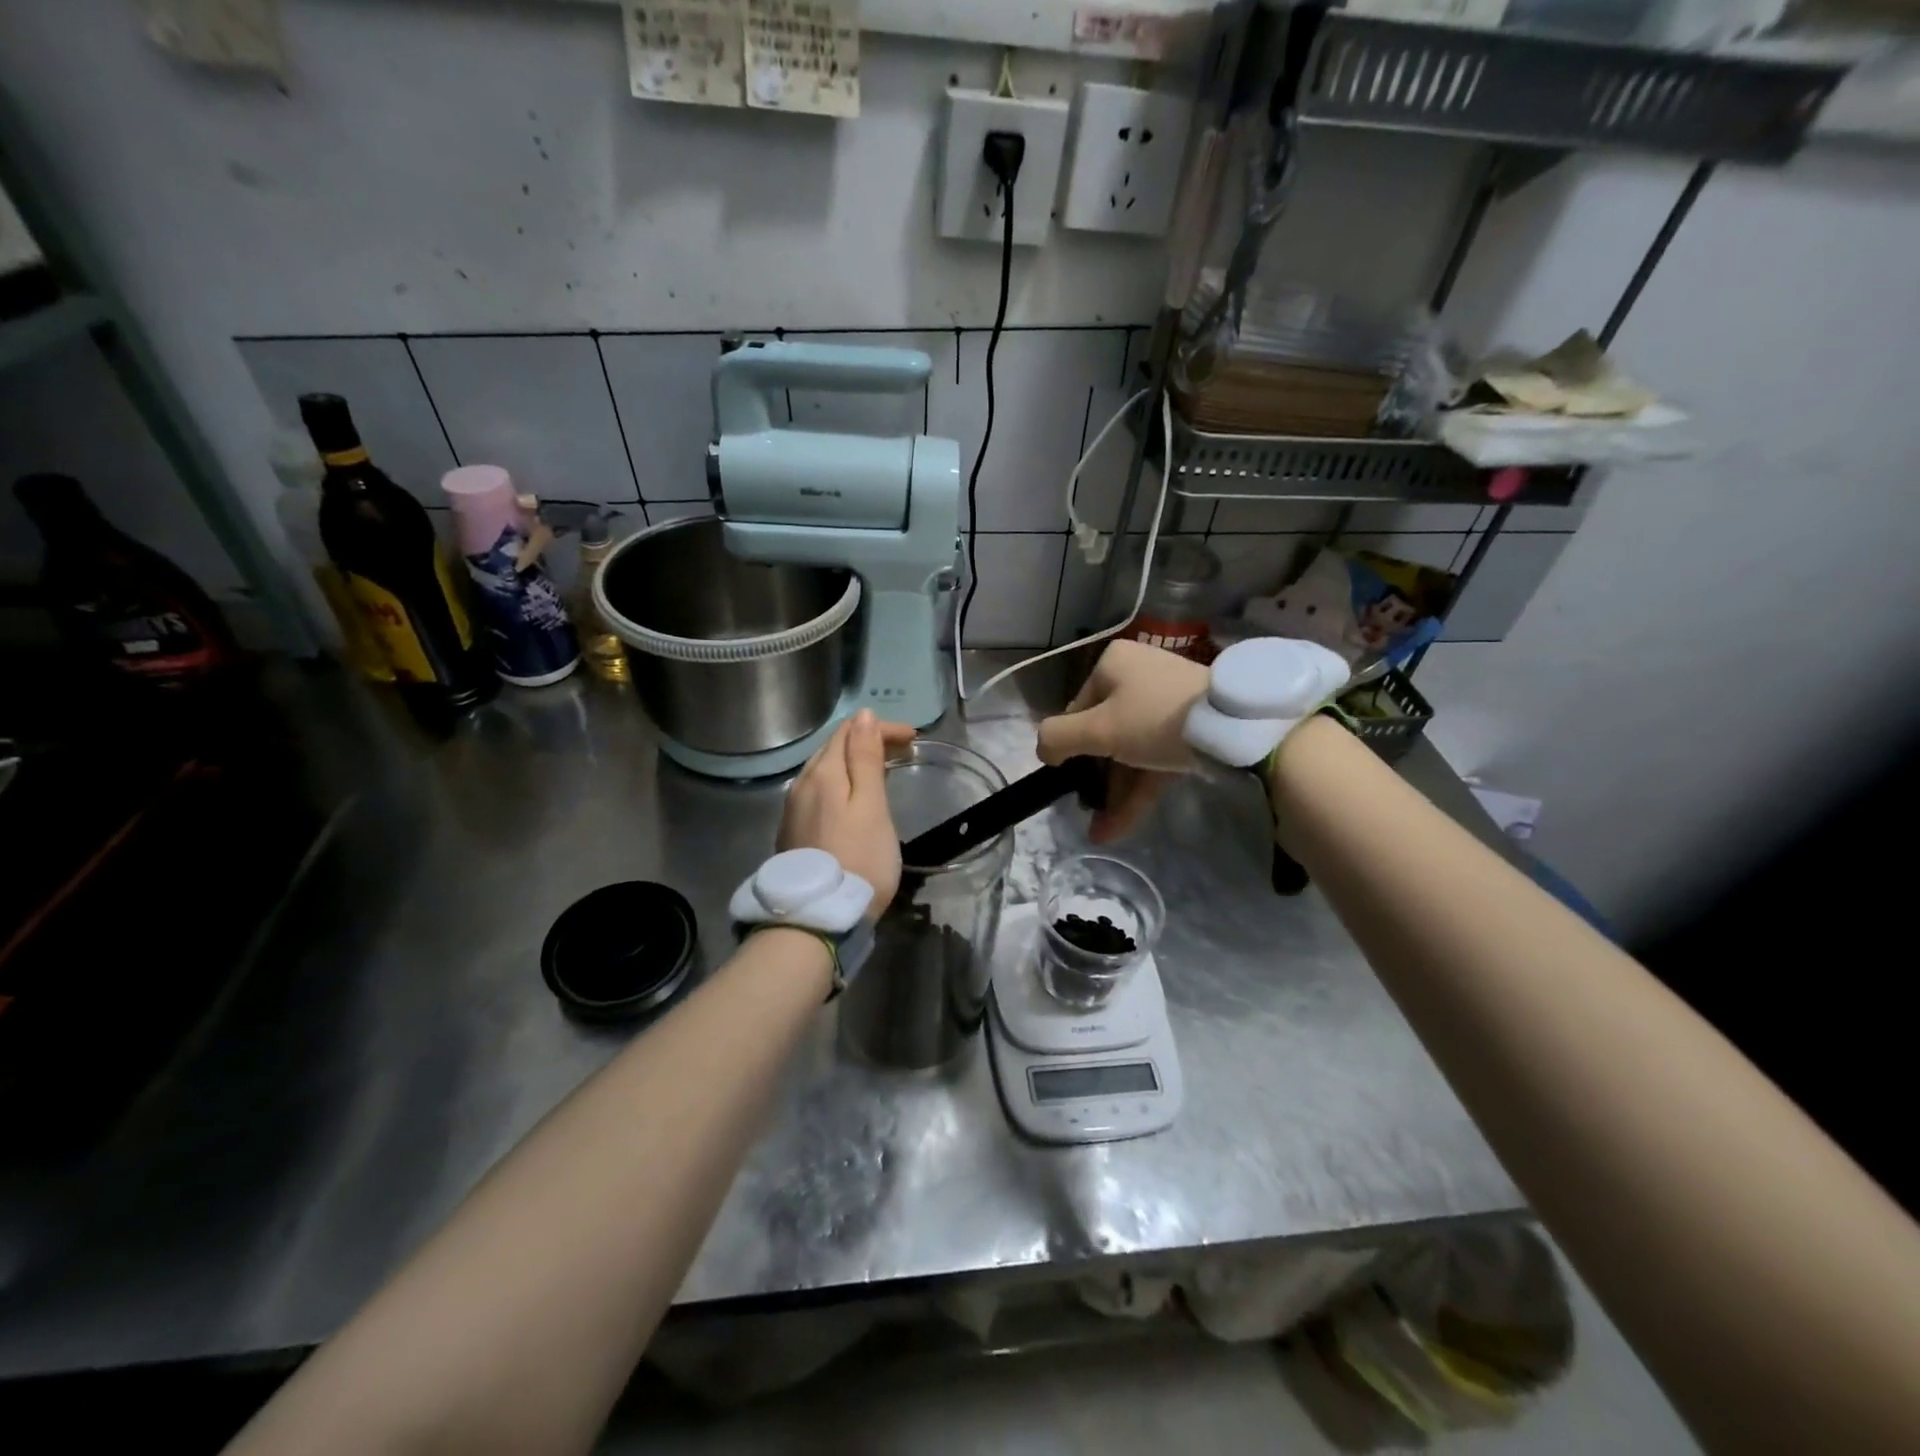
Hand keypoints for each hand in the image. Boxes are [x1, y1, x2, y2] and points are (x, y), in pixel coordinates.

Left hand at [778, 709, 916, 917]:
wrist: (819, 917)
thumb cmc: (858, 858)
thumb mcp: (870, 806)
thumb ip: (865, 759)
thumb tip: (863, 715)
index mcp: (822, 773)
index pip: (850, 731)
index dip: (882, 728)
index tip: (914, 739)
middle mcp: (801, 784)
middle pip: (834, 748)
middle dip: (868, 741)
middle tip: (903, 752)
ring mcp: (793, 808)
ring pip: (824, 769)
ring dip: (854, 762)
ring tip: (882, 772)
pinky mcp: (793, 831)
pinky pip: (819, 791)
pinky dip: (841, 783)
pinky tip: (853, 798)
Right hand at [1036, 640, 1209, 842]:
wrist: (1231, 729)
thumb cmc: (1153, 718)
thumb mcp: (1096, 729)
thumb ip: (1057, 738)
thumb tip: (1042, 750)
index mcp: (1114, 665)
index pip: (1078, 708)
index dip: (1070, 745)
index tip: (1068, 777)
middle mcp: (1139, 677)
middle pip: (1105, 733)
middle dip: (1093, 778)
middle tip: (1085, 808)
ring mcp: (1167, 704)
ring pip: (1131, 752)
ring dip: (1114, 792)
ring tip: (1100, 832)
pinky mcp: (1190, 731)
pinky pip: (1154, 760)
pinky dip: (1137, 791)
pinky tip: (1118, 827)